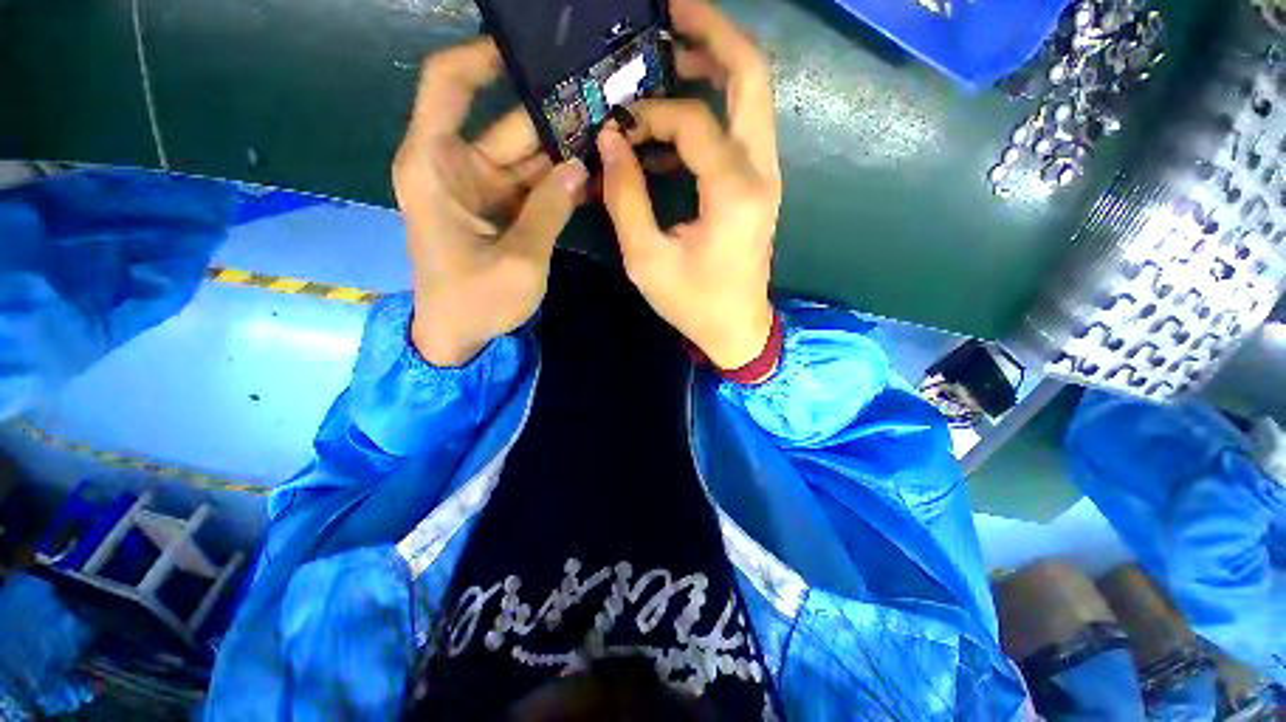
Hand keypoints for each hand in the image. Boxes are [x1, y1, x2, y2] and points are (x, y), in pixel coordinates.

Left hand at [393, 39, 586, 365]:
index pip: (449, 85)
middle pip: (506, 123)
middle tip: (604, 107)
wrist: (458, 336)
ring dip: (565, 152)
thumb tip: (580, 166)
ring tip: (610, 140)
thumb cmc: (475, 301)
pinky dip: (559, 184)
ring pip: (527, 157)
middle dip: (553, 114)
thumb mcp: (518, 259)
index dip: (484, 58)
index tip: (533, 52)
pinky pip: (532, 186)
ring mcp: (480, 190)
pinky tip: (594, 178)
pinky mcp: (499, 210)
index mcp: (435, 165)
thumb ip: (549, 210)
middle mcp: (454, 167)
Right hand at [598, 0, 780, 369]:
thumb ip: (625, 196)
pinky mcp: (759, 186)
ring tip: (665, 58)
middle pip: (751, 75)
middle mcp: (761, 172)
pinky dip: (708, 113)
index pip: (694, 120)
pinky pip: (739, 130)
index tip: (618, 127)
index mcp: (735, 192)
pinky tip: (670, 131)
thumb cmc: (693, 303)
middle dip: (712, 33)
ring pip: (751, 96)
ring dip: (712, 66)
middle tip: (668, 13)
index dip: (650, 113)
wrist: (737, 329)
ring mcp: (766, 176)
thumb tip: (610, 140)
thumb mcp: (647, 259)